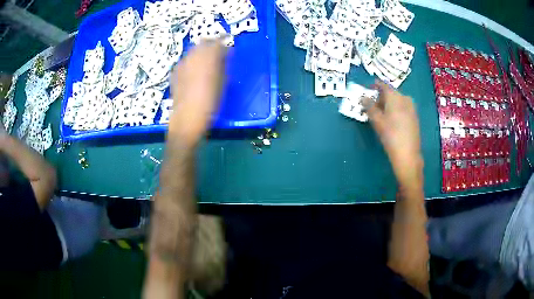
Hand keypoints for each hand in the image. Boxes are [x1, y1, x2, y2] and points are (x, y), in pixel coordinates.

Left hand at [169, 41, 226, 147]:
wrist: (187, 119)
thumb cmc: (210, 102)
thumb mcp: (222, 82)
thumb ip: (223, 64)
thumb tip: (225, 53)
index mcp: (207, 57)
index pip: (216, 41)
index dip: (223, 40)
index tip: (228, 42)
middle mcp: (193, 57)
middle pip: (202, 42)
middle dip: (211, 44)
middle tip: (218, 51)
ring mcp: (182, 64)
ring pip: (193, 51)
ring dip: (201, 52)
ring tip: (207, 61)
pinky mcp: (175, 73)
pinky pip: (185, 61)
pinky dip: (192, 61)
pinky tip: (194, 70)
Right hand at [363, 80, 422, 187]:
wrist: (408, 154)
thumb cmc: (390, 135)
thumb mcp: (377, 120)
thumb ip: (369, 106)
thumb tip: (363, 97)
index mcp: (396, 96)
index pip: (383, 85)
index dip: (375, 86)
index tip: (368, 89)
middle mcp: (405, 98)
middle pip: (391, 93)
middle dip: (381, 98)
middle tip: (372, 107)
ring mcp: (412, 108)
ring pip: (397, 101)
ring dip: (388, 105)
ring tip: (381, 115)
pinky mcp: (414, 117)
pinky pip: (403, 108)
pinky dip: (395, 110)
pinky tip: (391, 121)